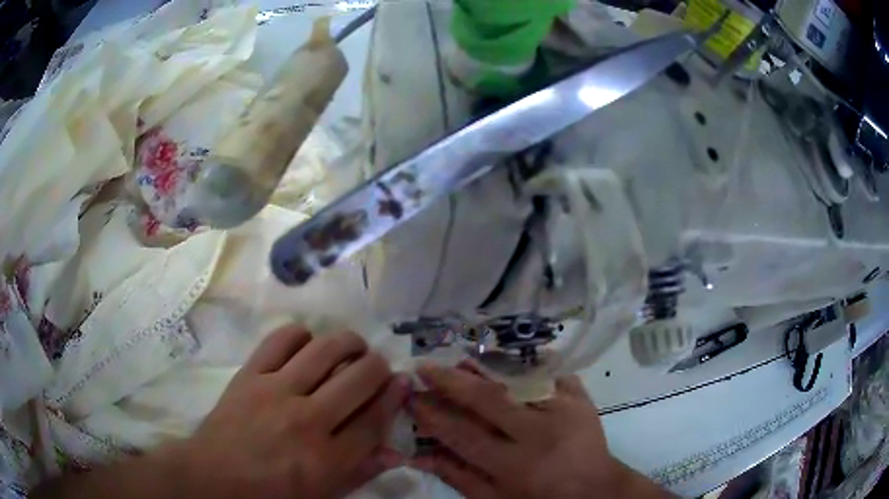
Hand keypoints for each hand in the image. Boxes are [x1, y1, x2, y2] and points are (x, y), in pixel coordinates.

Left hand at [173, 327, 409, 498]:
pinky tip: (306, 344)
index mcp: (327, 459)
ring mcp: (275, 392)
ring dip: (347, 342)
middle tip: (376, 366)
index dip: (395, 396)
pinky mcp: (250, 374)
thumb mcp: (322, 496)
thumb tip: (395, 451)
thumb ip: (360, 473)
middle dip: (378, 365)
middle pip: (358, 378)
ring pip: (325, 350)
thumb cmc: (271, 494)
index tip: (403, 381)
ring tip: (351, 347)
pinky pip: (281, 339)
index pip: (374, 419)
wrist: (214, 477)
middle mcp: (307, 420)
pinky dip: (301, 335)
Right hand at [409, 362, 671, 498]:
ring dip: (483, 367)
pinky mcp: (580, 398)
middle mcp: (538, 433)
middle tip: (424, 367)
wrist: (594, 489)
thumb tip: (419, 456)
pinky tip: (502, 359)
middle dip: (451, 382)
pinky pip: (549, 373)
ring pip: (516, 381)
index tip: (412, 399)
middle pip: (488, 400)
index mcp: (515, 464)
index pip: (464, 435)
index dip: (434, 416)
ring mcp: (562, 410)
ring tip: (457, 360)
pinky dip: (524, 364)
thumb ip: (458, 478)